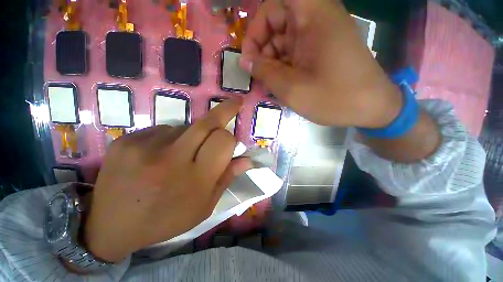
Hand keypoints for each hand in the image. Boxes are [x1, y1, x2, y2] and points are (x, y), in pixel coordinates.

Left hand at [84, 98, 251, 262]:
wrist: (111, 226)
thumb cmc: (166, 220)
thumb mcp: (204, 206)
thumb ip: (226, 179)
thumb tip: (247, 160)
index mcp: (195, 179)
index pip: (223, 141)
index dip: (231, 138)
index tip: (233, 137)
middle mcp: (172, 159)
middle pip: (207, 123)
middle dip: (226, 109)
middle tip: (235, 102)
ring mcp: (145, 147)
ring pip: (186, 126)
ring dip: (193, 135)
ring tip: (182, 154)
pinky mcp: (127, 140)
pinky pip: (163, 129)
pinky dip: (171, 137)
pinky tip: (160, 154)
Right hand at [240, 0, 401, 127]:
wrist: (371, 108)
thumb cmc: (334, 98)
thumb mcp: (292, 89)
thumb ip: (265, 73)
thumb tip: (245, 62)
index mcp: (313, 17)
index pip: (275, 3)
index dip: (258, 24)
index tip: (250, 53)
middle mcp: (316, 19)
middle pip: (276, 20)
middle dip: (261, 48)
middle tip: (256, 75)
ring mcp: (319, 35)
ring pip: (283, 39)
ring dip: (271, 61)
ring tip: (267, 84)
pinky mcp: (320, 50)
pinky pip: (293, 51)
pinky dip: (282, 66)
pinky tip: (280, 84)